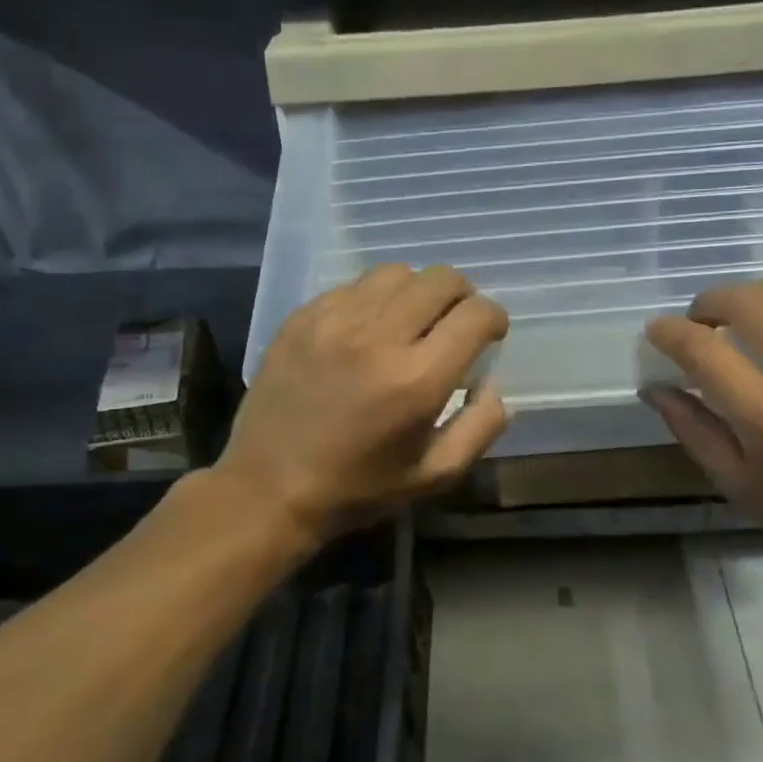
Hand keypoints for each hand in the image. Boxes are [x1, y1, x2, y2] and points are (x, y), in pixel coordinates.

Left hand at [217, 264, 510, 542]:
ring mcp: (334, 320)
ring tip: (411, 321)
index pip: (476, 314)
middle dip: (462, 296)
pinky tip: (367, 330)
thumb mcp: (435, 475)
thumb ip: (480, 426)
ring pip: (397, 273)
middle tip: (455, 323)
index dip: (494, 319)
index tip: (490, 335)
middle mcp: (378, 337)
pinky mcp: (302, 317)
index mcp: (417, 379)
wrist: (268, 487)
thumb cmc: (358, 487)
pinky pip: (354, 286)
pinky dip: (374, 300)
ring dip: (417, 292)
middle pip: (441, 279)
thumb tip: (492, 383)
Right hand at [642, 277, 762, 597]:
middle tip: (703, 320)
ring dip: (762, 293)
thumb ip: (693, 428)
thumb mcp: (738, 485)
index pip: (704, 350)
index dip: (670, 332)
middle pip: (751, 302)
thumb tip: (654, 387)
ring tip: (751, 314)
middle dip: (711, 301)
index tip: (658, 330)